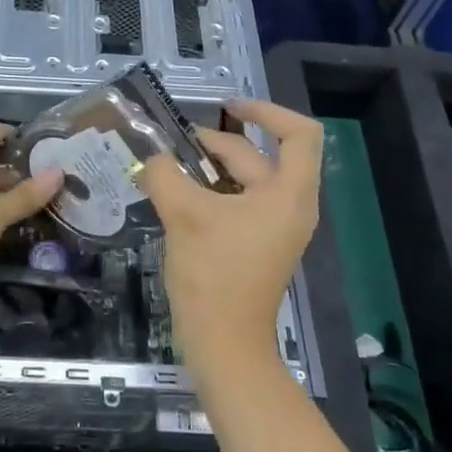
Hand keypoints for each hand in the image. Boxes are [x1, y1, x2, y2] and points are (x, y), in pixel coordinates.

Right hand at [138, 98, 322, 373]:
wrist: (224, 343)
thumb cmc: (213, 275)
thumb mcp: (184, 215)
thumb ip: (165, 174)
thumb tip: (151, 158)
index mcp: (288, 195)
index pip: (299, 134)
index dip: (267, 111)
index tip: (228, 108)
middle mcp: (289, 207)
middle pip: (259, 156)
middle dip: (215, 144)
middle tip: (171, 146)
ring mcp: (275, 228)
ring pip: (244, 181)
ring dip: (209, 169)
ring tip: (168, 169)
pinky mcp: (257, 245)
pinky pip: (237, 204)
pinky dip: (210, 192)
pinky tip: (176, 197)